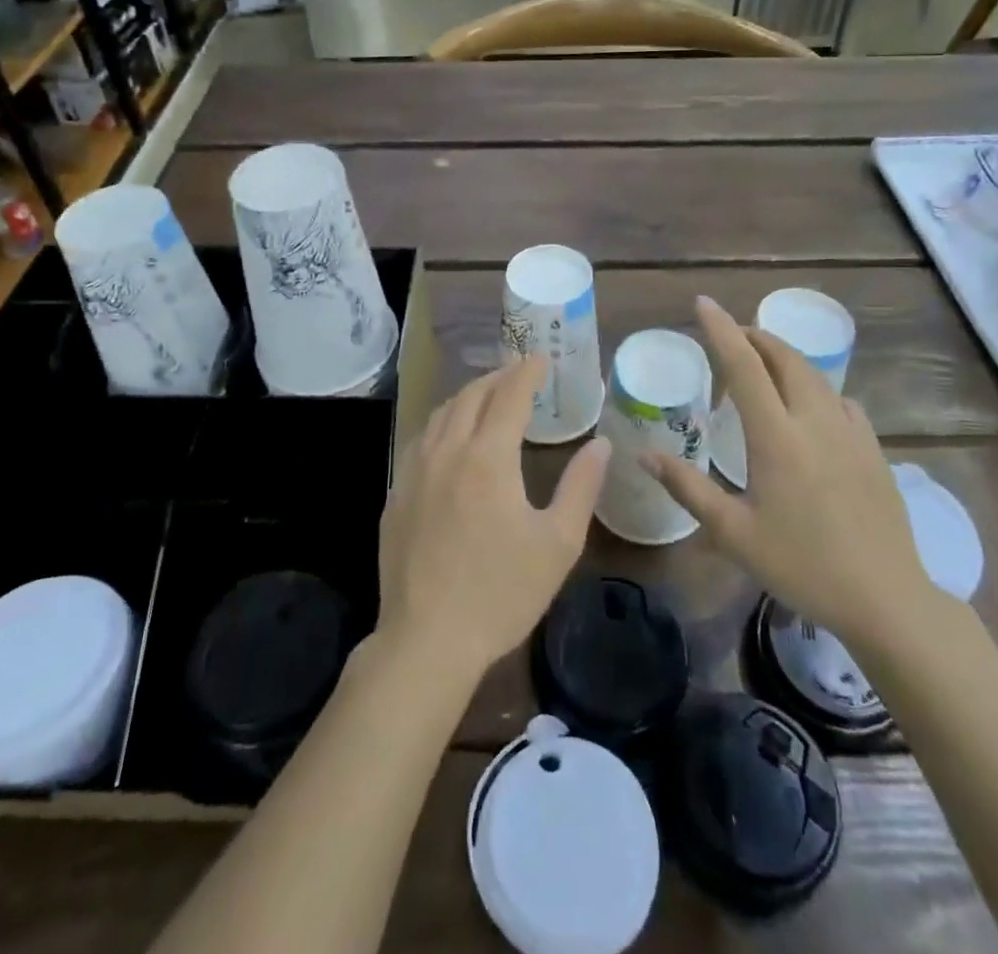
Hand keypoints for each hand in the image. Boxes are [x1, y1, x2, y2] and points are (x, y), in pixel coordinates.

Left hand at [377, 356, 609, 683]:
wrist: (427, 639)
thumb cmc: (501, 592)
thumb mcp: (557, 543)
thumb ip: (581, 486)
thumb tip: (600, 444)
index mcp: (487, 458)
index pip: (510, 396)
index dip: (527, 372)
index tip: (540, 357)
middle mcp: (447, 451)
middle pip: (471, 396)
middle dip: (497, 377)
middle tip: (517, 372)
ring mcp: (414, 471)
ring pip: (441, 414)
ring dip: (467, 396)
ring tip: (486, 396)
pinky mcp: (397, 495)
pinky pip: (421, 440)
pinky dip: (443, 423)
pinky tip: (449, 438)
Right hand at [645, 296, 937, 650]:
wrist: (885, 599)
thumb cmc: (801, 565)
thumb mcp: (733, 533)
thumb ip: (688, 488)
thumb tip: (644, 455)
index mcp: (777, 437)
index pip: (745, 366)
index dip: (721, 330)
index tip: (703, 303)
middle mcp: (814, 422)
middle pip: (785, 358)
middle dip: (756, 337)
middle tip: (731, 335)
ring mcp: (850, 433)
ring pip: (815, 376)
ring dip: (785, 358)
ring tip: (763, 363)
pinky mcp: (873, 450)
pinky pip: (841, 400)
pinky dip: (816, 388)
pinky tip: (810, 408)